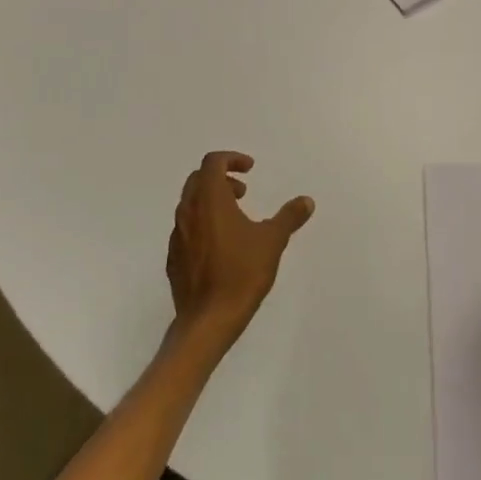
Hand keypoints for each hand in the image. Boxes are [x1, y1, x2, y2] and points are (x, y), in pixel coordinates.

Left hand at [166, 151, 314, 354]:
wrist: (207, 321)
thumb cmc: (241, 274)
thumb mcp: (272, 241)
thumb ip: (289, 217)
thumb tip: (306, 201)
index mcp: (209, 199)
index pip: (212, 162)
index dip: (232, 159)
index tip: (250, 170)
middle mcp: (188, 211)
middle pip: (198, 179)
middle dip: (221, 179)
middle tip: (243, 193)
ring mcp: (177, 236)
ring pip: (190, 204)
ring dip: (211, 201)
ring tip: (236, 220)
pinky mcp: (173, 258)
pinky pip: (186, 229)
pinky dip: (203, 225)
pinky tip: (221, 247)